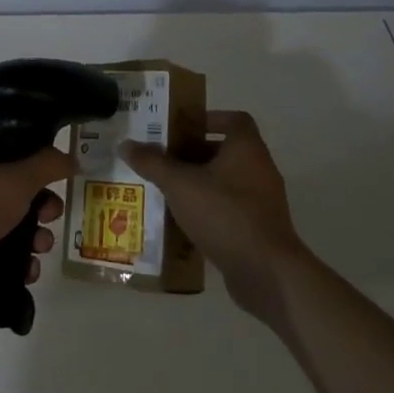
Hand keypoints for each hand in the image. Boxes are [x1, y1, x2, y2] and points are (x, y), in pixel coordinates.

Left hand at [0, 132, 71, 319]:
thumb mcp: (16, 179)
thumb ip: (47, 165)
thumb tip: (69, 157)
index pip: (13, 143)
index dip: (39, 157)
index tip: (60, 175)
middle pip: (15, 185)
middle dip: (40, 203)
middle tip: (51, 215)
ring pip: (9, 221)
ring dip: (32, 236)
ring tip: (41, 249)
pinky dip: (16, 260)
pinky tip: (28, 271)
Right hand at [120, 111, 304, 324]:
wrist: (268, 273)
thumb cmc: (225, 214)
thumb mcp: (180, 185)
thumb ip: (153, 163)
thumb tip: (125, 144)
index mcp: (247, 148)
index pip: (234, 119)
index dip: (209, 119)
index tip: (183, 129)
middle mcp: (260, 169)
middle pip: (226, 151)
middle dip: (195, 154)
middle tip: (165, 159)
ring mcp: (263, 201)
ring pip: (227, 182)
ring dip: (201, 183)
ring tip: (169, 190)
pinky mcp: (261, 229)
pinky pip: (232, 209)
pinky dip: (211, 210)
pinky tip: (185, 221)